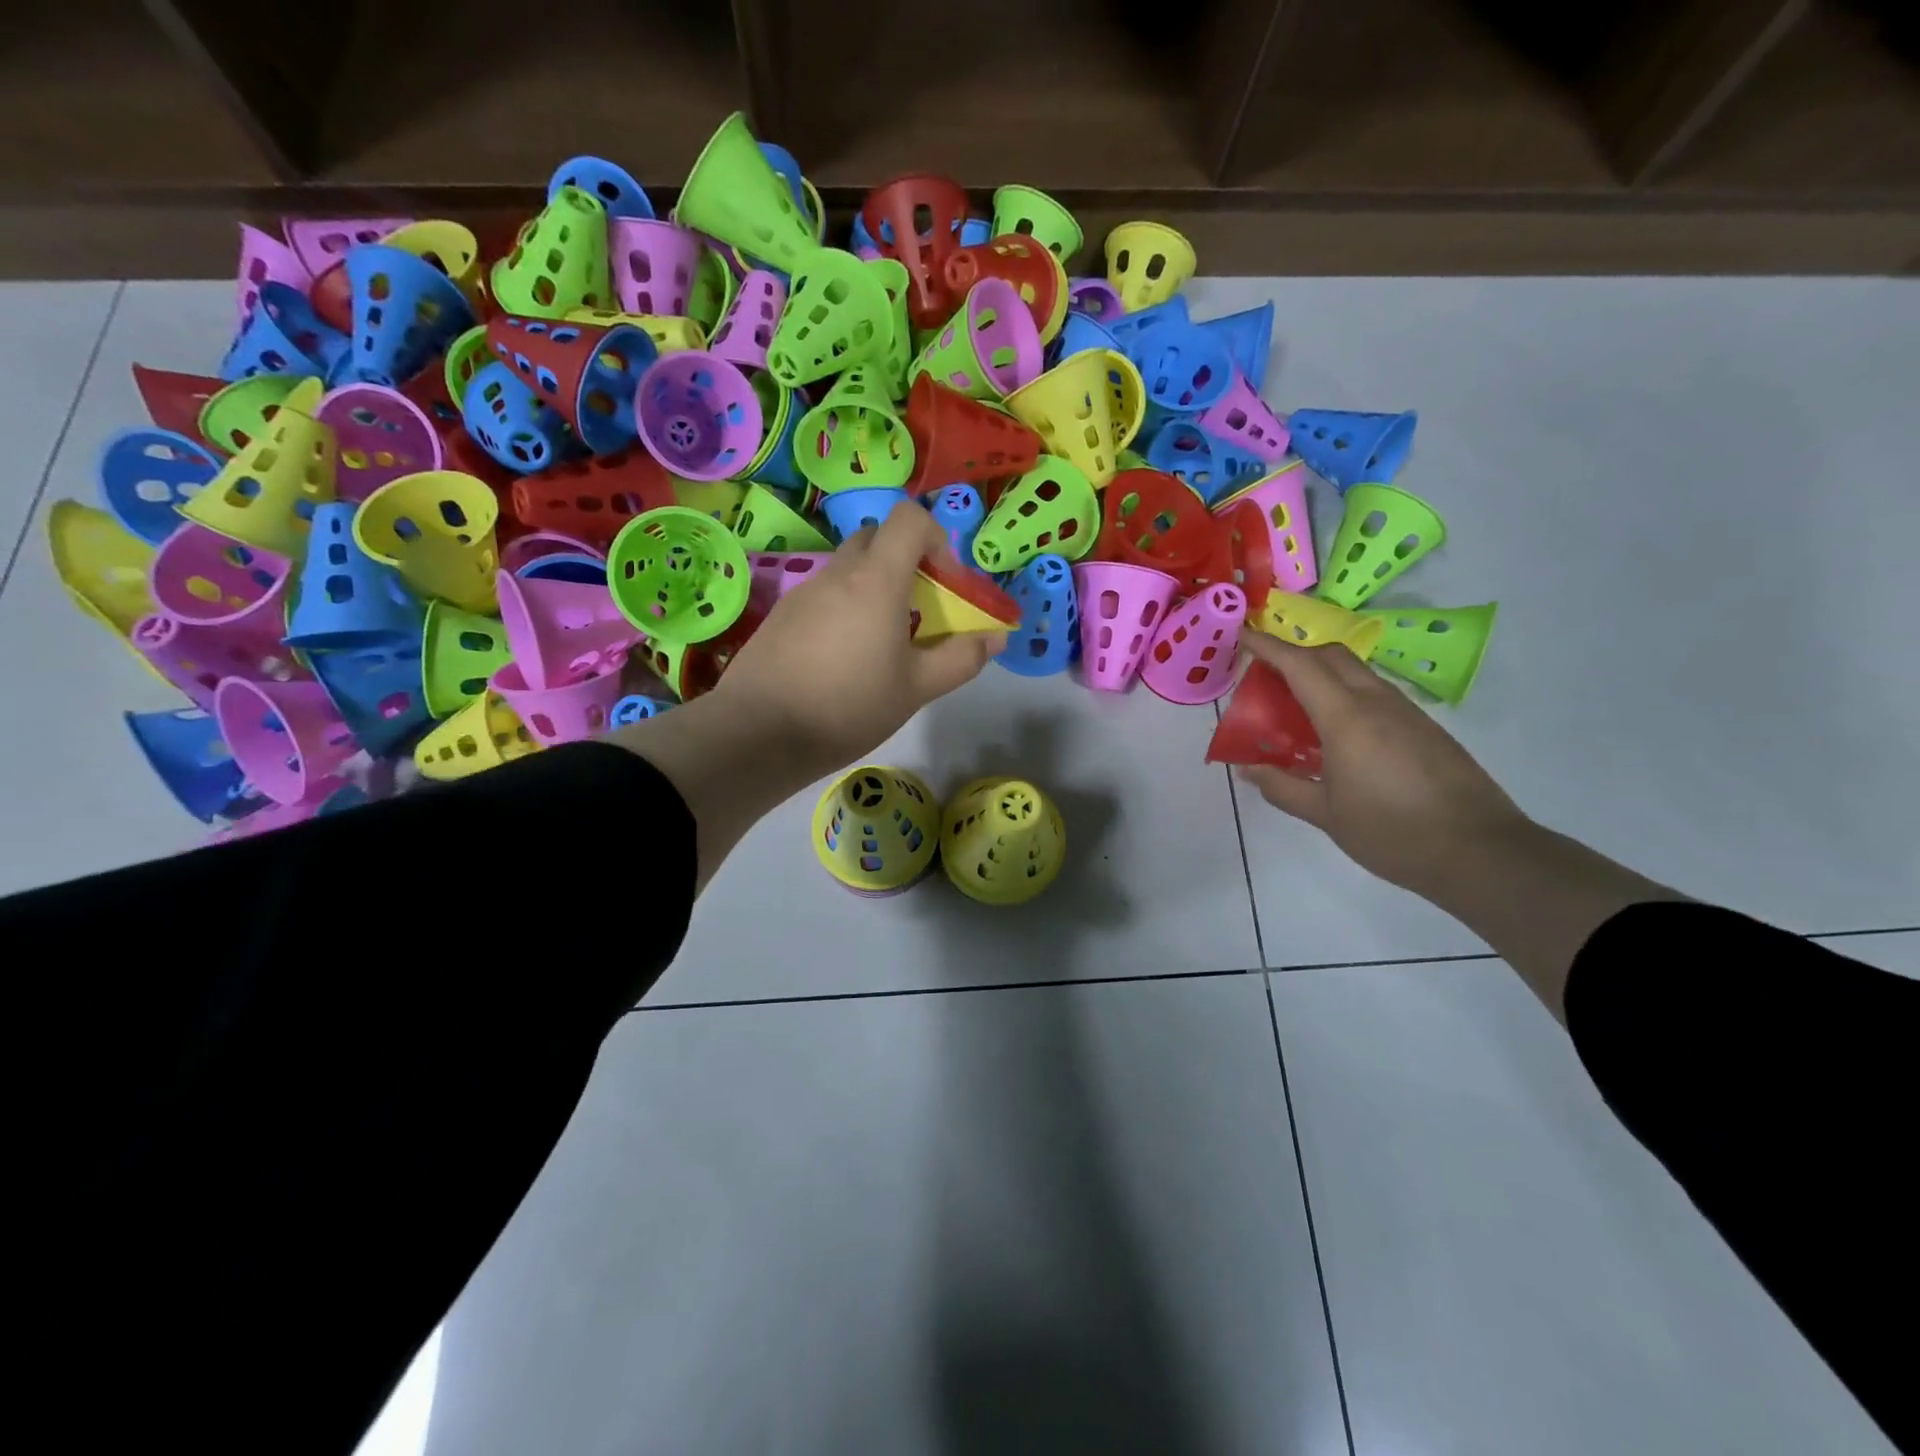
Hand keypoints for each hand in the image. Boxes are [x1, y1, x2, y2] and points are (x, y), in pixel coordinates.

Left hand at [710, 504, 1005, 779]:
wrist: (759, 733)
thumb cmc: (848, 706)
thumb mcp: (916, 688)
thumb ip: (961, 658)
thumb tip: (996, 637)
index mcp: (876, 579)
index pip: (909, 518)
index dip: (935, 537)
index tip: (944, 582)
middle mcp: (837, 573)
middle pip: (877, 539)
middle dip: (905, 562)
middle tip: (917, 609)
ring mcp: (804, 592)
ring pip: (848, 569)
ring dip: (873, 588)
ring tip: (881, 642)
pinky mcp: (782, 615)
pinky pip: (823, 595)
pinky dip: (843, 608)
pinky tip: (842, 659)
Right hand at [1235, 627, 1530, 900]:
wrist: (1480, 852)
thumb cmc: (1392, 833)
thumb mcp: (1326, 815)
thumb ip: (1282, 786)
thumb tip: (1248, 768)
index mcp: (1347, 719)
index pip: (1301, 665)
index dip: (1269, 647)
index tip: (1243, 635)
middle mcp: (1377, 703)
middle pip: (1331, 656)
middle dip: (1295, 654)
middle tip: (1266, 676)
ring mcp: (1406, 712)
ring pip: (1356, 672)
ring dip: (1322, 674)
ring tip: (1296, 705)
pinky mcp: (1424, 727)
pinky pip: (1375, 693)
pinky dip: (1345, 694)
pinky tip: (1336, 731)